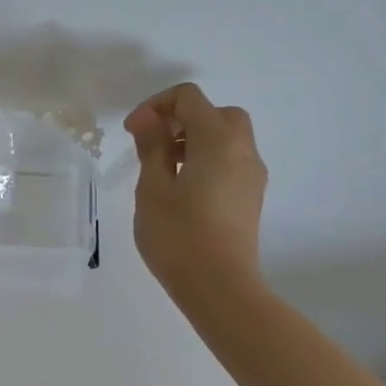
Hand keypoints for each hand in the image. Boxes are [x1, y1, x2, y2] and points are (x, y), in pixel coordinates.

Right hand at [124, 83, 266, 293]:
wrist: (220, 287)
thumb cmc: (179, 236)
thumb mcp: (153, 188)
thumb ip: (152, 147)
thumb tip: (147, 119)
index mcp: (218, 140)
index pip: (189, 98)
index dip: (156, 106)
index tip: (133, 132)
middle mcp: (243, 150)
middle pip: (217, 113)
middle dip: (182, 119)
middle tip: (155, 144)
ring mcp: (252, 175)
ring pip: (227, 137)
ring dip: (196, 139)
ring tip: (165, 169)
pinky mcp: (251, 197)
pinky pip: (231, 161)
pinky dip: (208, 159)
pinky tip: (184, 189)